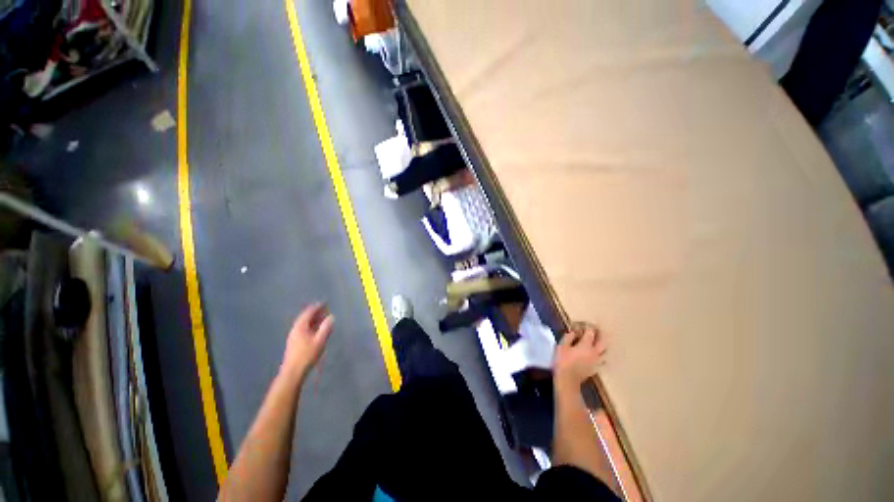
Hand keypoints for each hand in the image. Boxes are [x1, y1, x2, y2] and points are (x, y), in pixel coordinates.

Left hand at [280, 303, 333, 381]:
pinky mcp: (294, 342)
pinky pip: (304, 328)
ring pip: (304, 323)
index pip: (309, 312)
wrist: (293, 371)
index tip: (325, 303)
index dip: (317, 307)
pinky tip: (317, 329)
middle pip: (306, 317)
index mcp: (300, 326)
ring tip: (323, 318)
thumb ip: (326, 327)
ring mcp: (294, 336)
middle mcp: (295, 329)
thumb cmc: (307, 355)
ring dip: (314, 319)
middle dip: (316, 312)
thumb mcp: (319, 340)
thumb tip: (331, 317)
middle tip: (326, 309)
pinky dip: (311, 325)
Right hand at [554, 322, 606, 389]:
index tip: (584, 324)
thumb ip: (569, 337)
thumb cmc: (563, 361)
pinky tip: (597, 356)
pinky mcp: (596, 369)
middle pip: (603, 341)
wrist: (568, 380)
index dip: (588, 327)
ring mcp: (596, 361)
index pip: (590, 332)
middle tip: (597, 331)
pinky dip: (601, 356)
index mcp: (586, 345)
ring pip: (605, 352)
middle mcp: (594, 352)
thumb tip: (573, 332)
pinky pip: (602, 361)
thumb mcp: (561, 346)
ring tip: (599, 343)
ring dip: (603, 346)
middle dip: (601, 335)